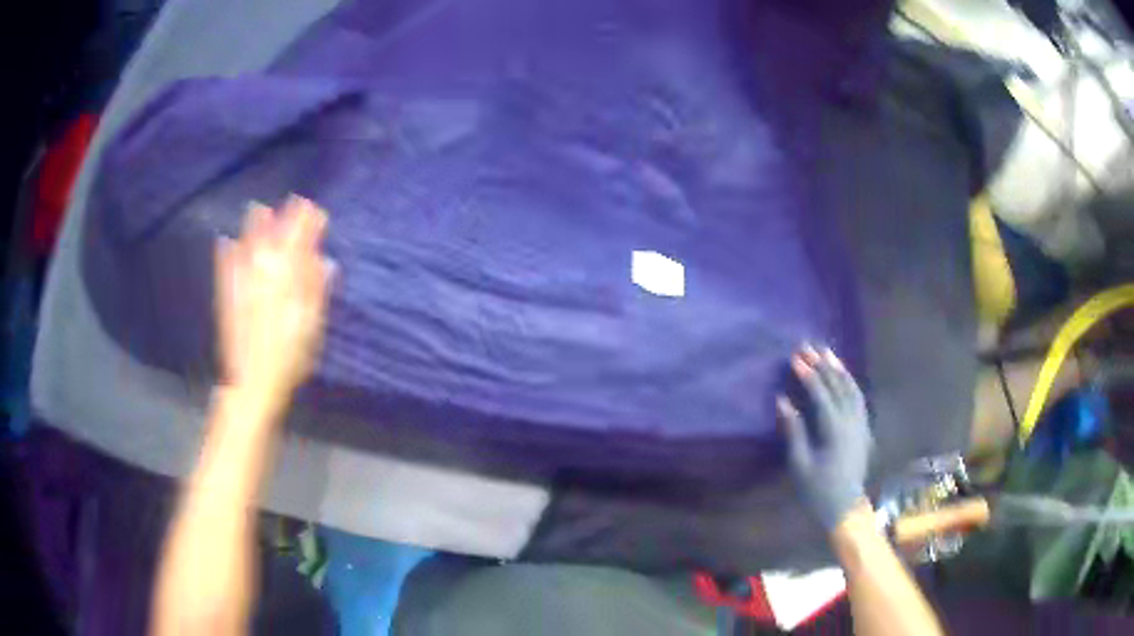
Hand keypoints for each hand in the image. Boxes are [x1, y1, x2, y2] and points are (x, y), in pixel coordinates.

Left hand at [215, 196, 333, 396]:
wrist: (252, 382)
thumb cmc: (288, 358)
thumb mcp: (311, 327)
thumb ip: (316, 291)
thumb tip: (325, 261)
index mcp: (287, 281)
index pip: (300, 244)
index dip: (308, 225)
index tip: (316, 211)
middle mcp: (263, 275)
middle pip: (274, 239)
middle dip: (284, 219)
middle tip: (292, 203)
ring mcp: (242, 284)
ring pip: (249, 248)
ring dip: (254, 227)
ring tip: (258, 208)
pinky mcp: (227, 297)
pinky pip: (225, 268)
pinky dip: (225, 254)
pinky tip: (224, 241)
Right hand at [778, 345, 872, 530]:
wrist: (845, 507)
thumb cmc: (818, 490)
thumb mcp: (800, 464)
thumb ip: (794, 431)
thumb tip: (783, 401)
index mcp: (835, 431)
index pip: (822, 395)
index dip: (809, 376)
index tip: (795, 358)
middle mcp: (852, 422)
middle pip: (838, 387)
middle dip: (823, 365)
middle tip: (809, 346)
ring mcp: (861, 425)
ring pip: (852, 389)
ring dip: (839, 370)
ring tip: (828, 353)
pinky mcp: (864, 429)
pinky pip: (859, 399)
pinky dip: (850, 383)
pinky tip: (844, 376)